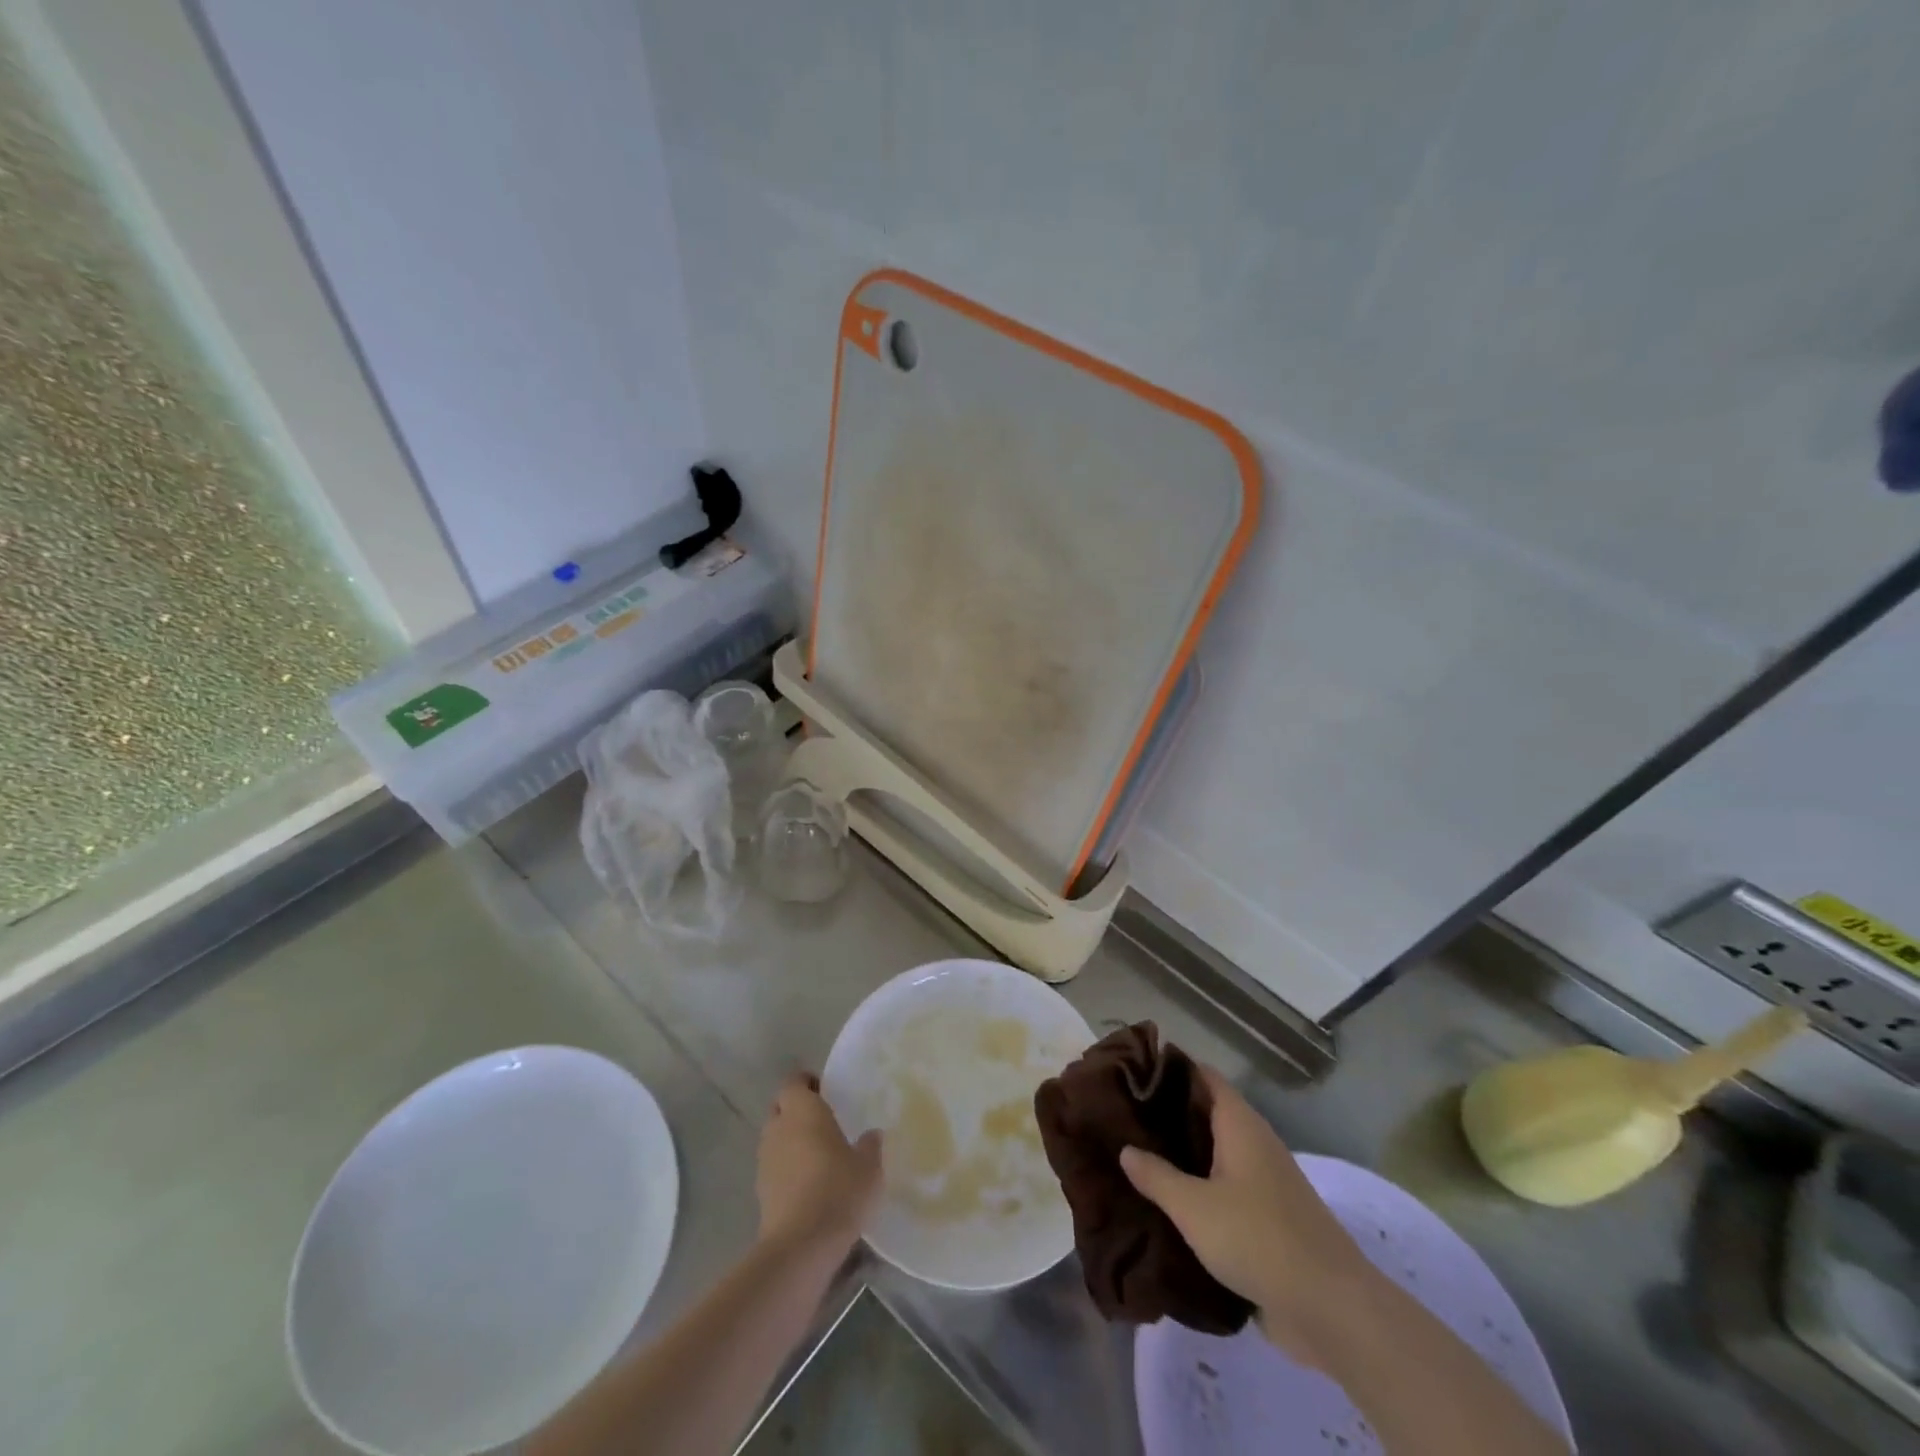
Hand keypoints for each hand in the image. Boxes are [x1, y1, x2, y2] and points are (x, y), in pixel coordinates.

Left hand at [755, 1072, 881, 1254]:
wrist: (801, 1246)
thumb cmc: (838, 1190)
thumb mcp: (869, 1166)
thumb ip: (870, 1145)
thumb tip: (872, 1134)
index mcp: (802, 1110)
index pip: (794, 1081)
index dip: (808, 1083)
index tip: (826, 1091)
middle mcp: (778, 1128)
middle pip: (780, 1107)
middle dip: (796, 1109)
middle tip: (823, 1119)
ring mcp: (765, 1160)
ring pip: (775, 1136)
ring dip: (790, 1139)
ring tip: (817, 1153)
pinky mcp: (760, 1190)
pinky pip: (774, 1165)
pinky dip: (786, 1167)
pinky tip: (808, 1182)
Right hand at [1120, 1066, 1368, 1365]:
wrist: (1331, 1309)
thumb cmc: (1258, 1239)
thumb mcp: (1194, 1207)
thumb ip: (1157, 1175)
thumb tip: (1126, 1149)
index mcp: (1240, 1124)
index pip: (1203, 1076)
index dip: (1169, 1068)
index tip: (1132, 1071)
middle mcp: (1255, 1143)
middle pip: (1207, 1113)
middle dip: (1168, 1114)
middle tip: (1123, 1116)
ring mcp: (1266, 1181)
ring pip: (1216, 1153)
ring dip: (1183, 1154)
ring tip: (1138, 1156)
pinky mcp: (1270, 1218)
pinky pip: (1226, 1188)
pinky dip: (1200, 1187)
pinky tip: (1170, 1202)